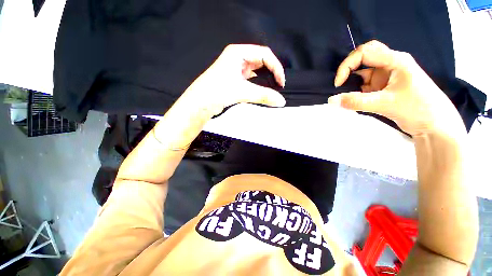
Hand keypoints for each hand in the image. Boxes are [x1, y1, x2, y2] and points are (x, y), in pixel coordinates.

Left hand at [178, 44, 285, 116]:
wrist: (200, 104)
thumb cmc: (217, 92)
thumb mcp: (242, 91)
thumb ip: (263, 95)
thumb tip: (280, 101)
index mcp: (238, 53)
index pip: (264, 54)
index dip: (276, 67)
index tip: (281, 82)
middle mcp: (237, 58)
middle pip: (261, 61)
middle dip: (271, 72)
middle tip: (278, 85)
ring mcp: (236, 69)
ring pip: (256, 71)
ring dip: (265, 79)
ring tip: (272, 89)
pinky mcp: (235, 80)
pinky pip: (251, 79)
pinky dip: (258, 85)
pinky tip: (262, 91)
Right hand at [329, 40, 464, 136]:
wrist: (434, 124)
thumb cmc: (417, 109)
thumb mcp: (385, 104)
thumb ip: (356, 102)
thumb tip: (331, 101)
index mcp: (395, 60)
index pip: (364, 52)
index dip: (347, 65)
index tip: (338, 84)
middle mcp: (390, 64)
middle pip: (364, 56)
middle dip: (349, 68)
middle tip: (340, 82)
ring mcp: (387, 75)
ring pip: (363, 70)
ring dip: (351, 80)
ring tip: (344, 93)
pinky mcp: (384, 86)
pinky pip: (364, 82)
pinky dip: (356, 89)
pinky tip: (353, 98)